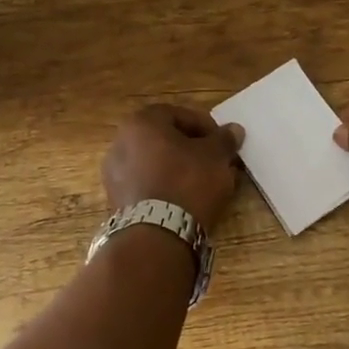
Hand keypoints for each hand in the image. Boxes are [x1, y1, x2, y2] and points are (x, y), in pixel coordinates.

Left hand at [102, 105, 246, 228]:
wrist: (157, 234)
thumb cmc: (187, 181)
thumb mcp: (215, 156)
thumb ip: (224, 140)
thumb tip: (233, 130)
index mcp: (141, 122)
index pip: (179, 114)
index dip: (205, 127)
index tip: (223, 143)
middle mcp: (121, 142)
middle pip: (165, 139)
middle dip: (193, 149)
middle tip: (216, 163)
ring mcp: (114, 173)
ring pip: (156, 164)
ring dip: (180, 169)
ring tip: (205, 185)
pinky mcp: (117, 201)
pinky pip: (148, 185)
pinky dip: (166, 187)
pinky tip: (186, 201)